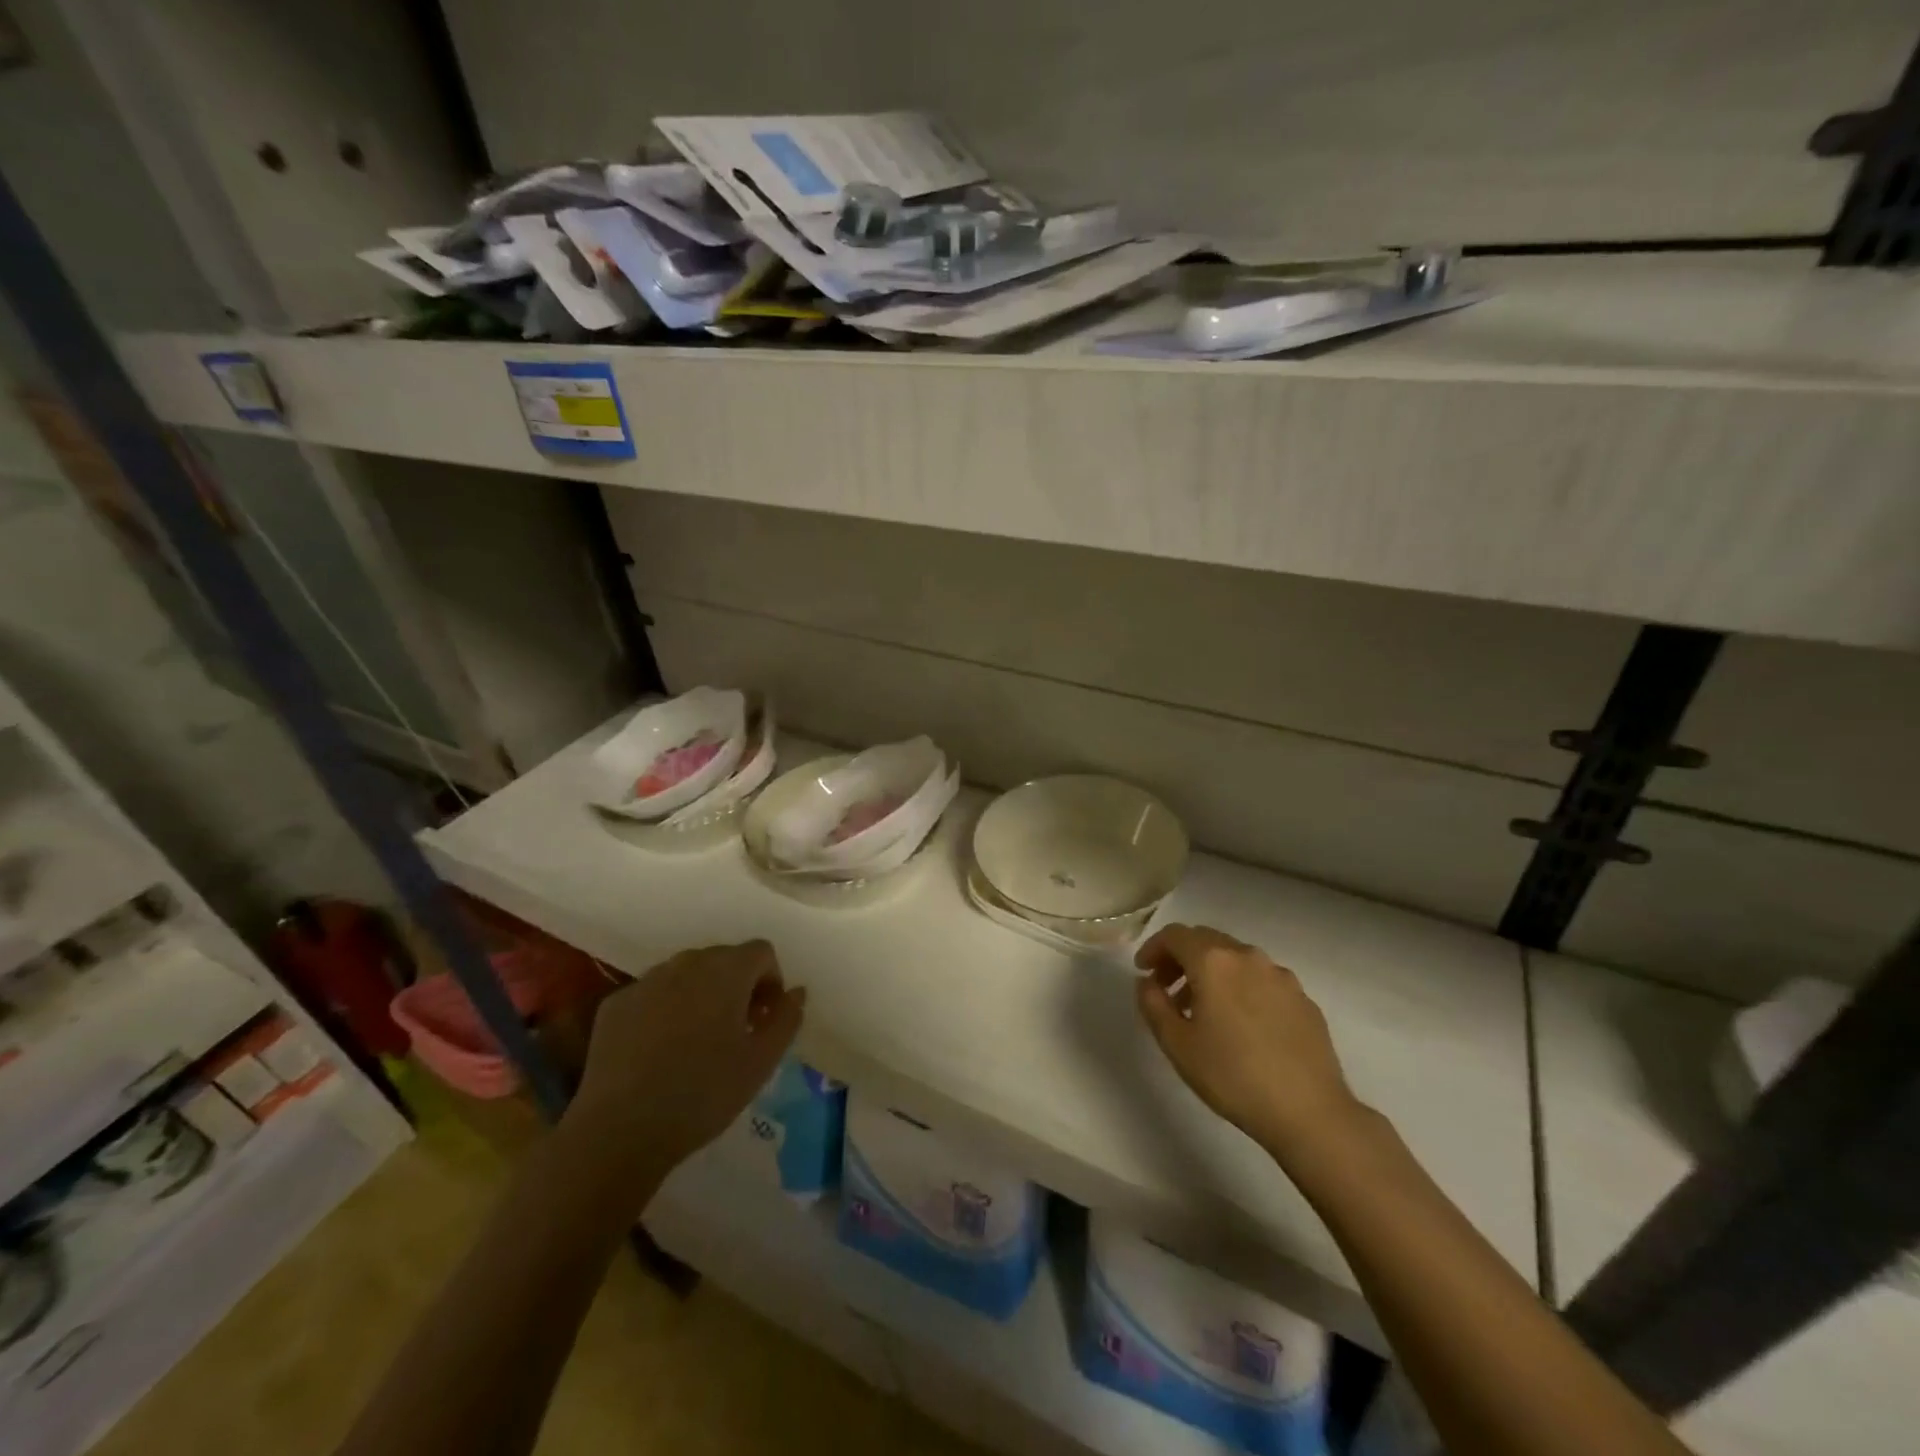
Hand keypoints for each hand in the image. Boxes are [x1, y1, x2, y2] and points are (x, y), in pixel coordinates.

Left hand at [562, 940, 804, 1185]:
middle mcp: (686, 963)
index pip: (761, 952)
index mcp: (725, 971)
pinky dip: (665, 1010)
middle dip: (737, 986)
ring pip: (686, 974)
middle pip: (723, 959)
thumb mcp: (761, 1062)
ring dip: (701, 995)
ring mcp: (646, 981)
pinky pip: (652, 994)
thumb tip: (796, 992)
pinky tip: (660, 1051)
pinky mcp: (615, 1004)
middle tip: (736, 1031)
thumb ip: (787, 1019)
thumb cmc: (703, 1094)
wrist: (620, 1131)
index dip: (771, 981)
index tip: (764, 1019)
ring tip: (697, 1042)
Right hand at [1134, 923, 1360, 1159]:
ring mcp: (1280, 975)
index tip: (1143, 972)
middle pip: (1206, 940)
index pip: (1174, 935)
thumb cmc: (1232, 1076)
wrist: (1309, 1112)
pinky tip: (1241, 1024)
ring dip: (1211, 973)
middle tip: (1167, 989)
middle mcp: (1247, 956)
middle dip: (1181, 958)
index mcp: (1213, 961)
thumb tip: (1147, 982)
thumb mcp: (1177, 1044)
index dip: (1153, 948)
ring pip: (1235, 959)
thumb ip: (1153, 1004)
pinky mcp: (1303, 998)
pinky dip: (1241, 988)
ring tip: (1203, 1010)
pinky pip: (1261, 980)